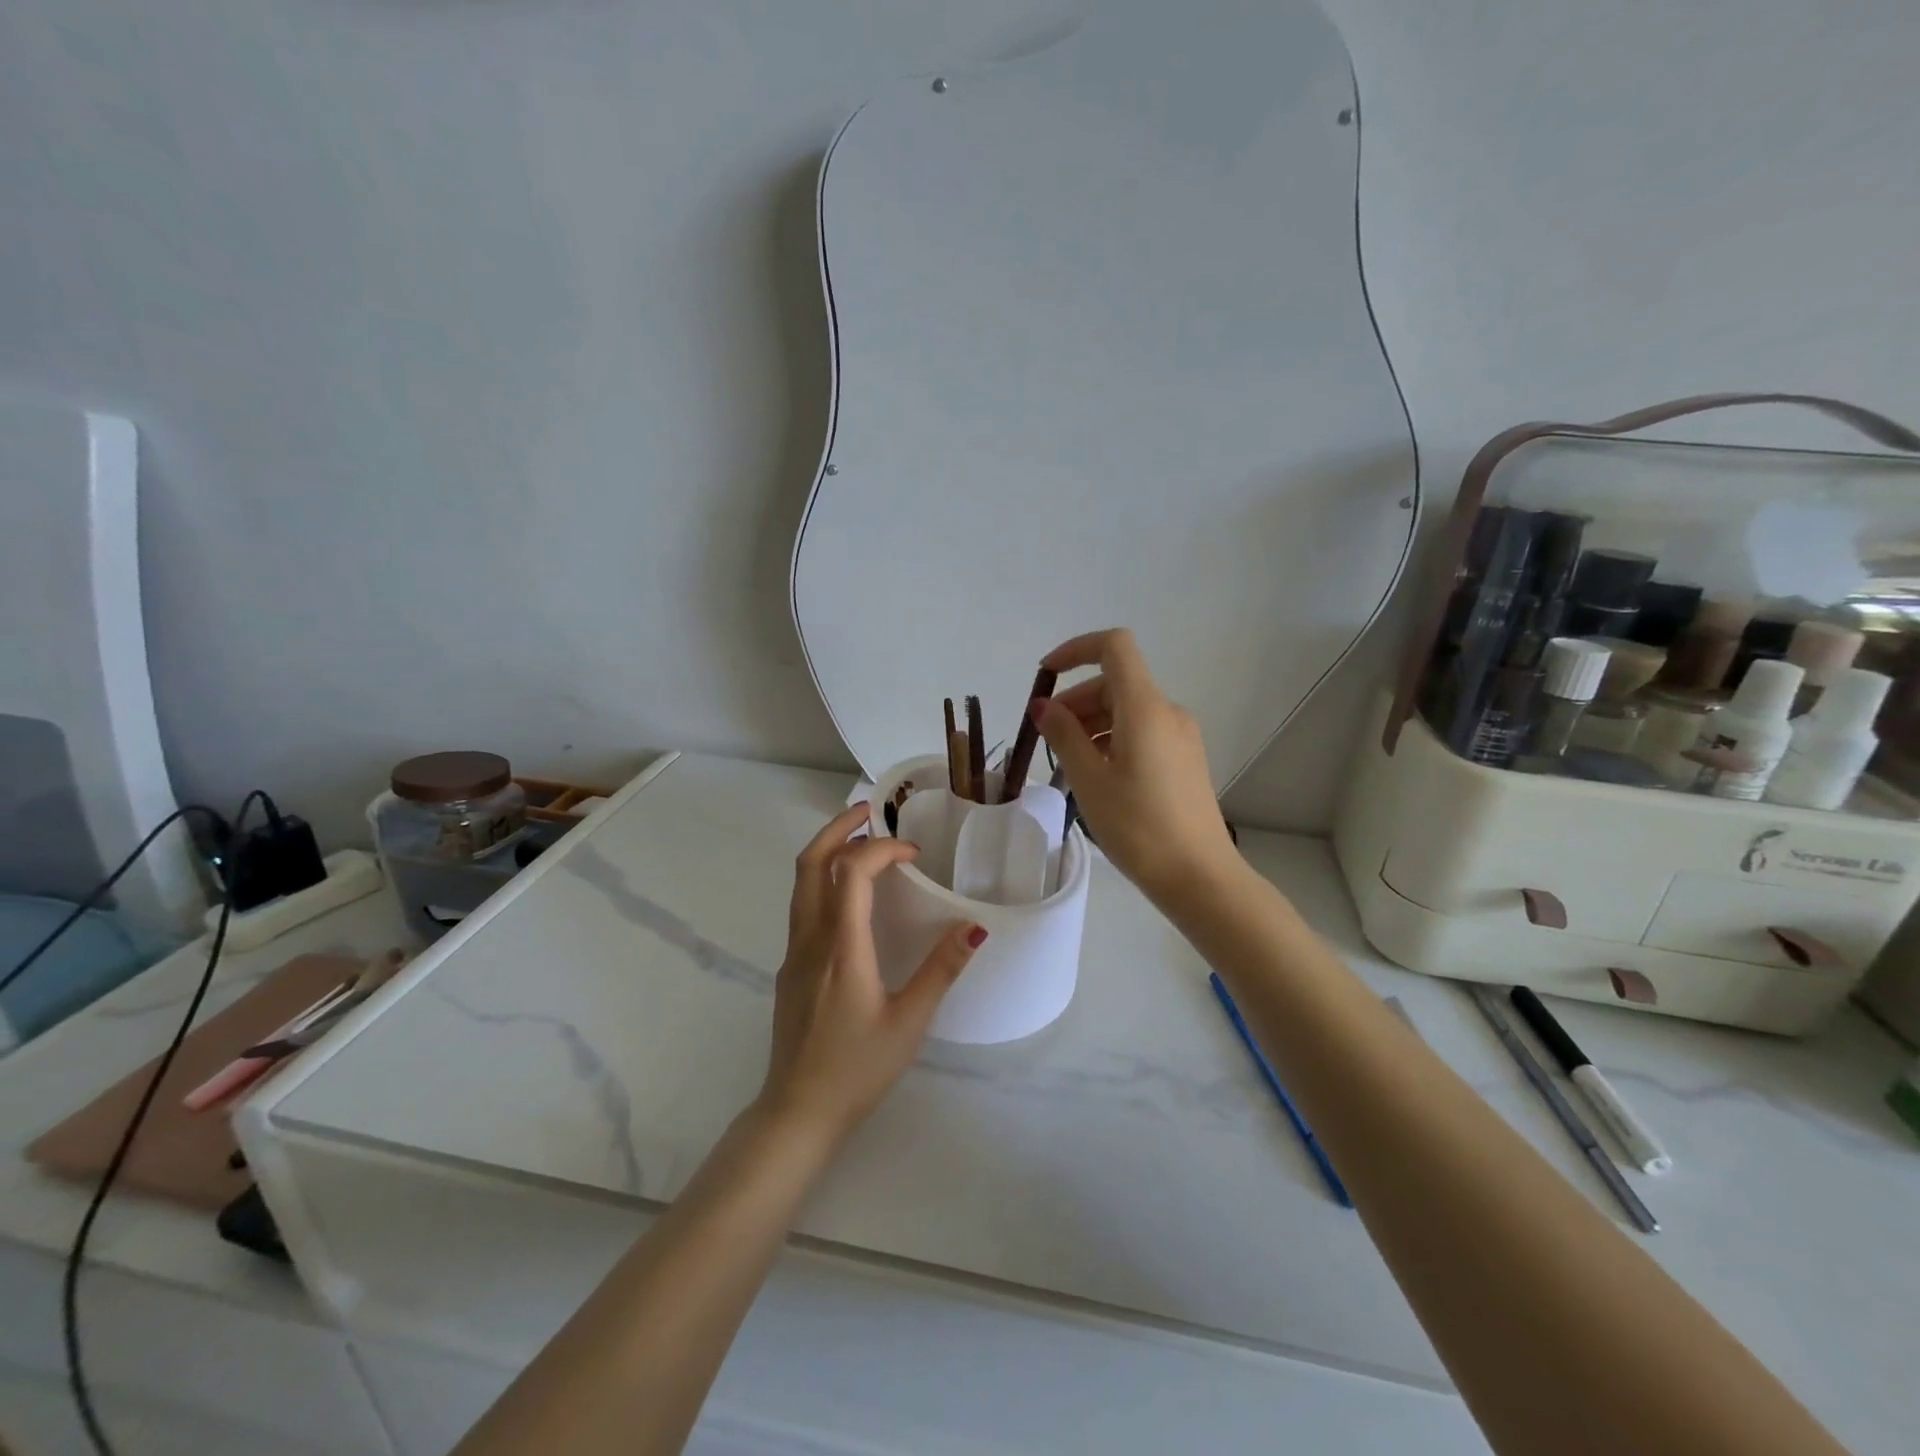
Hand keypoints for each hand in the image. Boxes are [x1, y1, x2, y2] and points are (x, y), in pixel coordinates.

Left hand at [758, 805, 986, 1144]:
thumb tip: (975, 926)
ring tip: (863, 842)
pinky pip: (804, 906)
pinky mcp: (791, 967)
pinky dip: (825, 880)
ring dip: (829, 851)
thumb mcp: (909, 1022)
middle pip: (811, 863)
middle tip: (870, 811)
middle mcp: (811, 940)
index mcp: (842, 948)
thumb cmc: (857, 1068)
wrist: (797, 1111)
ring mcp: (794, 952)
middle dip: (839, 828)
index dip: (882, 850)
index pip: (852, 873)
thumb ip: (941, 970)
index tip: (914, 855)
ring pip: (802, 883)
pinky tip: (852, 898)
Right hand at [1033, 628, 1240, 905]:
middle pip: (1116, 682)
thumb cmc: (1138, 826)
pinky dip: (1113, 738)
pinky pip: (1142, 731)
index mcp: (1145, 708)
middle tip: (1046, 738)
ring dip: (1092, 722)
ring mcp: (1181, 735)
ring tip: (1068, 763)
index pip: (1114, 647)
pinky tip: (1098, 775)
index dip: (1075, 650)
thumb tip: (1043, 706)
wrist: (1199, 876)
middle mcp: (1168, 711)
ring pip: (1127, 709)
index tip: (1045, 677)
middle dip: (1076, 699)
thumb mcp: (1089, 780)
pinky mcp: (1185, 758)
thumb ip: (1063, 735)